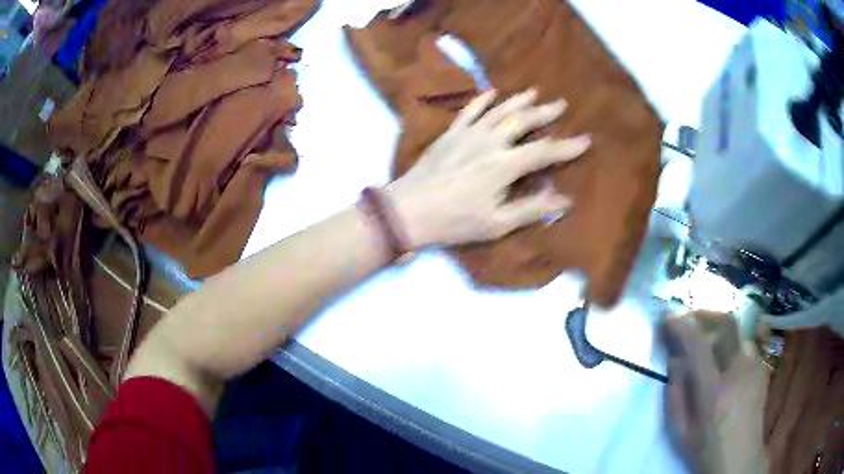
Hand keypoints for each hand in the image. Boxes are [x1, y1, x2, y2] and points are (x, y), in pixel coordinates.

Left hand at [386, 88, 590, 247]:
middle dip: (544, 112)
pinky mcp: (450, 133)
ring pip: (498, 110)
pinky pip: (469, 110)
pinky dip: (482, 99)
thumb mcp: (497, 223)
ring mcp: (467, 134)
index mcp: (503, 165)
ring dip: (518, 100)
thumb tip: (564, 200)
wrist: (409, 210)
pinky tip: (491, 92)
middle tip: (561, 104)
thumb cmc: (455, 221)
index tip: (586, 140)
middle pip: (522, 121)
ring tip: (534, 92)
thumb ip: (532, 209)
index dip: (566, 147)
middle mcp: (489, 142)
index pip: (543, 151)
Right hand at [663, 314, 769, 473]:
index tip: (669, 317)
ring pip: (737, 332)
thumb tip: (674, 360)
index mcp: (714, 393)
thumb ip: (675, 394)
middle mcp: (739, 371)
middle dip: (706, 314)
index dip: (683, 327)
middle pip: (727, 324)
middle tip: (691, 317)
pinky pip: (745, 345)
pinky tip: (725, 363)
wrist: (741, 458)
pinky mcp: (762, 367)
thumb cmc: (707, 449)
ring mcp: (755, 366)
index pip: (698, 347)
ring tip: (708, 342)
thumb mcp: (681, 431)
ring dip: (719, 330)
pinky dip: (731, 345)